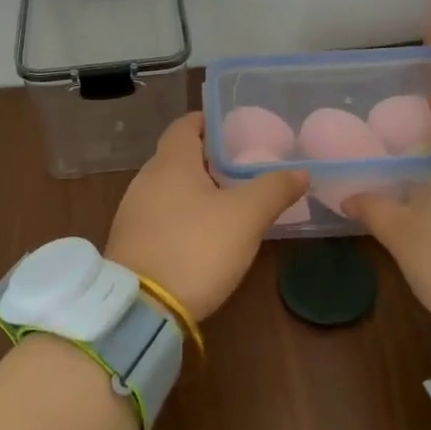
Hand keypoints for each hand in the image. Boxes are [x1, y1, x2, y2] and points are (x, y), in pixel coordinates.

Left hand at [105, 113, 309, 320]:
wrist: (141, 308)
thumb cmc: (195, 248)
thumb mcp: (245, 217)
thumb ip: (274, 189)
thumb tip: (300, 171)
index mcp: (171, 163)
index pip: (185, 125)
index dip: (208, 122)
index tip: (232, 128)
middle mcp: (145, 180)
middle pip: (177, 157)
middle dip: (207, 159)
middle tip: (241, 167)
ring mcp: (133, 212)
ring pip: (168, 188)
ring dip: (195, 189)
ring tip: (228, 201)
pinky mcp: (131, 242)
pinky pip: (160, 215)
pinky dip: (182, 215)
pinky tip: (202, 234)